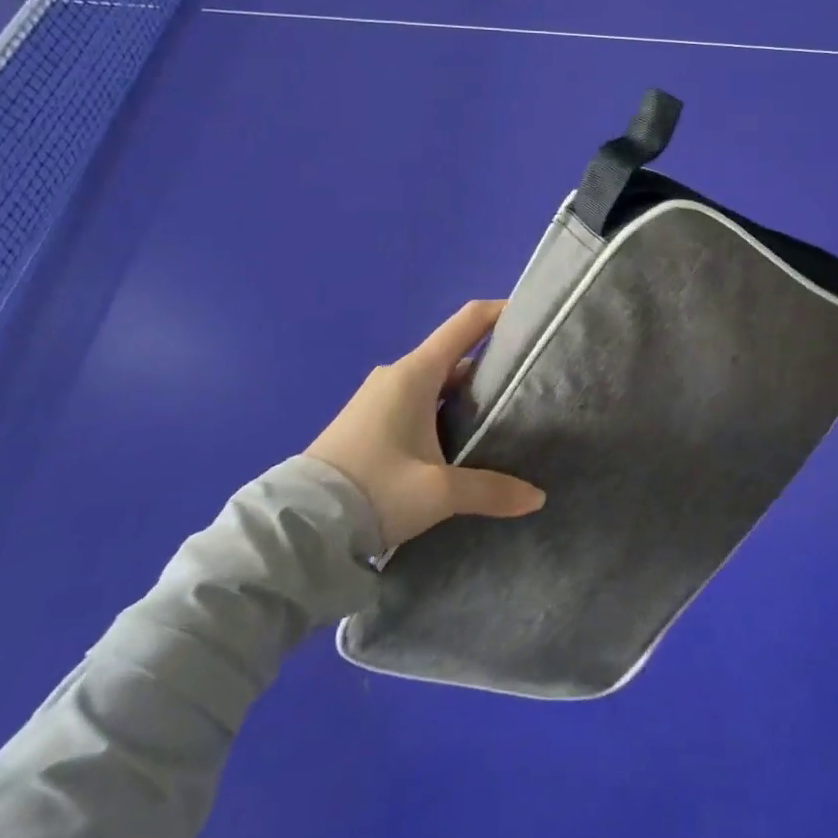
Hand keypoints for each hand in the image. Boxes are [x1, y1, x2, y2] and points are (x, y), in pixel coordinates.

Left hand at [305, 300, 545, 546]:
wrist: (299, 525)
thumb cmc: (374, 490)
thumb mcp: (438, 493)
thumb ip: (491, 491)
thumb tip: (537, 498)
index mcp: (416, 373)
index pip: (466, 322)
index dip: (500, 312)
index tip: (532, 318)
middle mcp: (397, 375)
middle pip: (456, 356)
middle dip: (492, 366)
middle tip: (528, 385)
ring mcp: (379, 397)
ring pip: (437, 383)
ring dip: (467, 394)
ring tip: (503, 417)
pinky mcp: (368, 421)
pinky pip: (418, 401)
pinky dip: (444, 410)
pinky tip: (460, 441)